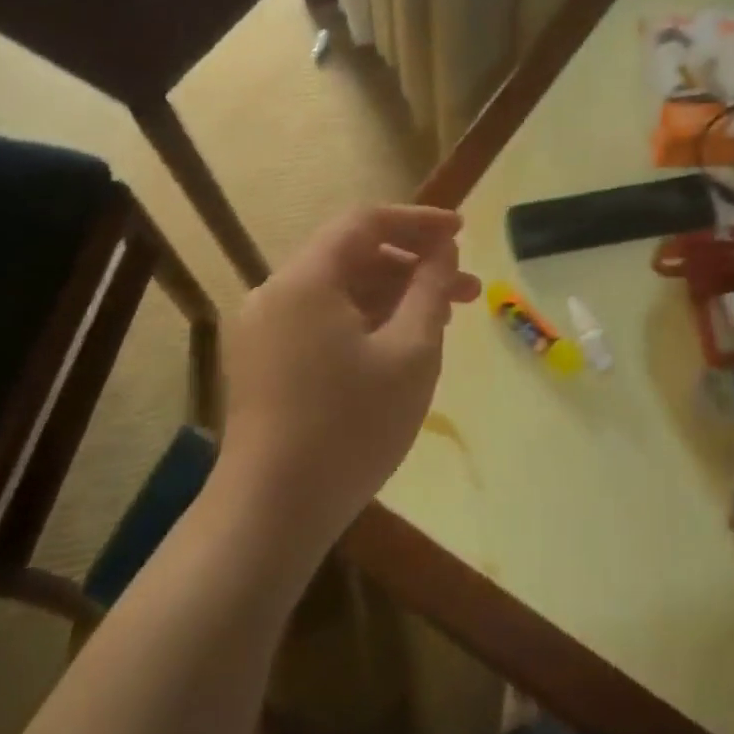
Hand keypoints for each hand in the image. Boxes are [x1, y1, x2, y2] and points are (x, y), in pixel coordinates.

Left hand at [218, 206, 480, 553]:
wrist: (272, 512)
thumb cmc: (351, 427)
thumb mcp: (409, 354)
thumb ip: (430, 291)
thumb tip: (442, 251)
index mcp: (305, 280)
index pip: (365, 222)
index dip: (418, 222)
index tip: (462, 232)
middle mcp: (276, 293)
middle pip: (353, 257)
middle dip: (414, 266)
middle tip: (469, 290)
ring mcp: (265, 330)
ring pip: (340, 293)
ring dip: (393, 297)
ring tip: (442, 320)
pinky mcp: (265, 362)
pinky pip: (323, 321)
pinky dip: (365, 322)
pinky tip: (400, 346)